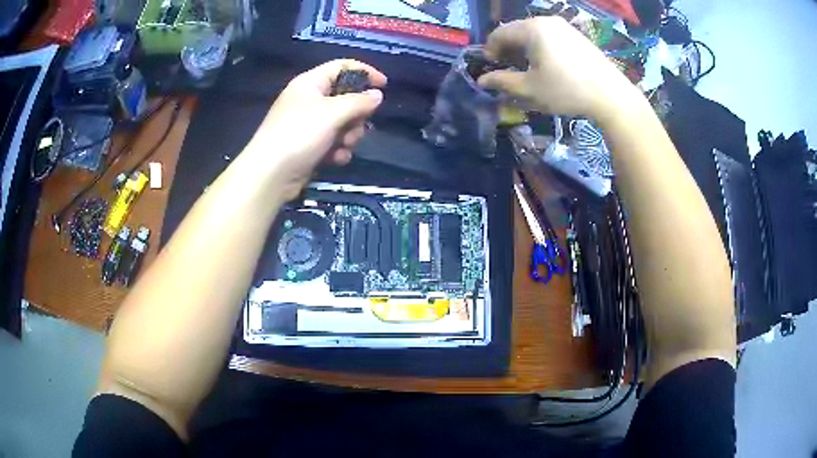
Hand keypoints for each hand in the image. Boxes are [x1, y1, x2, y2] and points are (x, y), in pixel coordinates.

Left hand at [244, 59, 386, 198]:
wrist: (270, 174)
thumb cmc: (299, 134)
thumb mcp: (332, 113)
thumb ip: (359, 102)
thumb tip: (377, 95)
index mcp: (310, 83)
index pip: (342, 66)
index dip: (364, 72)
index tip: (384, 86)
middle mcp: (309, 100)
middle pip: (345, 97)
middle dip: (357, 113)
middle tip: (359, 125)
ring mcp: (309, 124)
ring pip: (343, 122)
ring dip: (349, 135)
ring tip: (343, 145)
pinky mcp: (309, 145)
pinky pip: (333, 141)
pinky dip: (338, 149)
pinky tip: (336, 159)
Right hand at [478, 17, 639, 122]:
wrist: (611, 95)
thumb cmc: (566, 90)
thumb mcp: (530, 89)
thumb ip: (502, 82)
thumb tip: (481, 81)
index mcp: (531, 29)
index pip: (500, 33)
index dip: (490, 50)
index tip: (491, 68)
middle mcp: (546, 21)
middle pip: (517, 31)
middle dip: (508, 49)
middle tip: (507, 69)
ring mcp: (564, 26)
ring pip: (534, 33)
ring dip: (524, 48)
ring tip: (527, 68)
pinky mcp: (577, 35)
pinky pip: (550, 36)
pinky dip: (541, 47)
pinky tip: (548, 65)